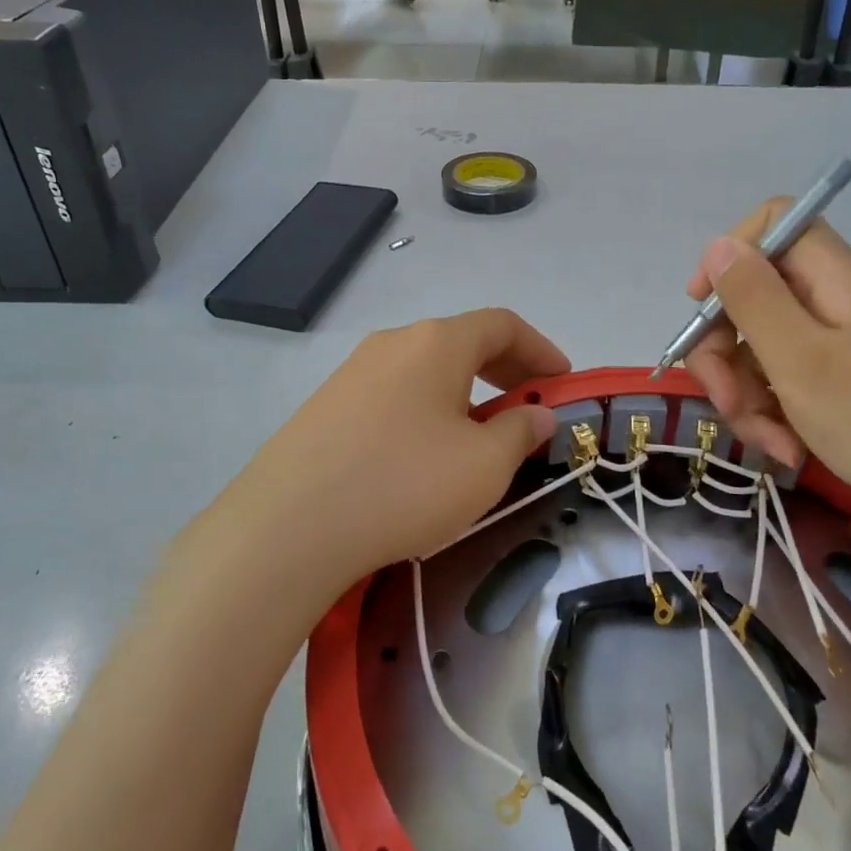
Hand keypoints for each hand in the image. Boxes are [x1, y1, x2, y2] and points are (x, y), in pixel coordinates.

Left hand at [204, 310, 566, 585]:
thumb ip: (520, 431)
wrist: (288, 526)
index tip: (562, 381)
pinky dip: (427, 409)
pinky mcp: (327, 405)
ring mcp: (353, 371)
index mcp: (437, 342)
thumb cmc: (403, 484)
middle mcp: (394, 342)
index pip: (503, 324)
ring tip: (478, 436)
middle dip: (505, 370)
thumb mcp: (483, 465)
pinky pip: (394, 394)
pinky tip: (424, 454)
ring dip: (464, 392)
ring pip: (426, 369)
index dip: (541, 349)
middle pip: (462, 341)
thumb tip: (536, 414)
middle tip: (528, 406)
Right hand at [683, 203, 850, 532]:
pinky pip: (793, 381)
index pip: (773, 225)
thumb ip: (754, 300)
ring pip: (767, 348)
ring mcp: (847, 344)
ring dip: (749, 394)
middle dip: (726, 352)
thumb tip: (719, 246)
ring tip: (770, 444)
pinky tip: (789, 450)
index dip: (728, 257)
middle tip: (728, 402)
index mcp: (834, 280)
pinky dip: (779, 413)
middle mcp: (838, 302)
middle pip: (757, 297)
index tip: (704, 310)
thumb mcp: (803, 363)